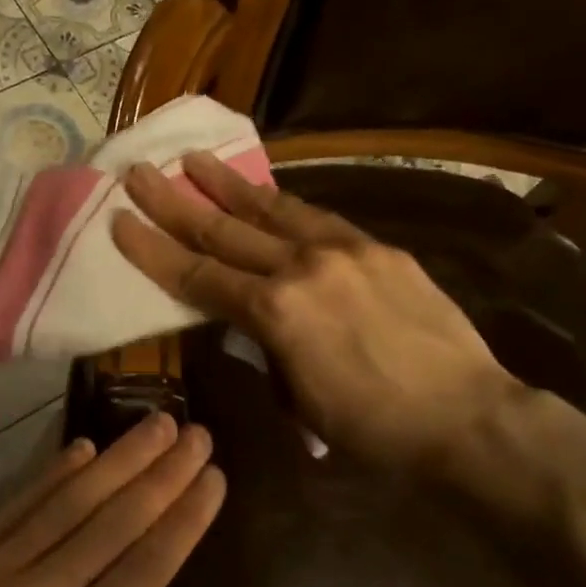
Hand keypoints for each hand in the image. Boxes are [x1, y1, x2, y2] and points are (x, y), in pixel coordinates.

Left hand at [0, 415, 222, 586]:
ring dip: (117, 459)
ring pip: (65, 501)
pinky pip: (13, 506)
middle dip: (161, 474)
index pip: (141, 571)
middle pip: (111, 522)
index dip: (182, 520)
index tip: (214, 479)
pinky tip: (82, 447)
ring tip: (155, 423)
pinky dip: (51, 473)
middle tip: (197, 433)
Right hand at [111, 152, 519, 474]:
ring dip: (228, 185)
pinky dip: (285, 206)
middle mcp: (302, 268)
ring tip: (195, 159)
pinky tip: (267, 195)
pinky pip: (319, 220)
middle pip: (223, 230)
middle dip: (174, 201)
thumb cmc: (372, 427)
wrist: (466, 416)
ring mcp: (345, 251)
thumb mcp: (297, 398)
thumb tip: (252, 323)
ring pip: (272, 210)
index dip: (152, 248)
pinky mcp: (379, 249)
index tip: (119, 219)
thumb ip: (265, 348)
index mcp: (275, 312)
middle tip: (141, 171)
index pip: (197, 274)